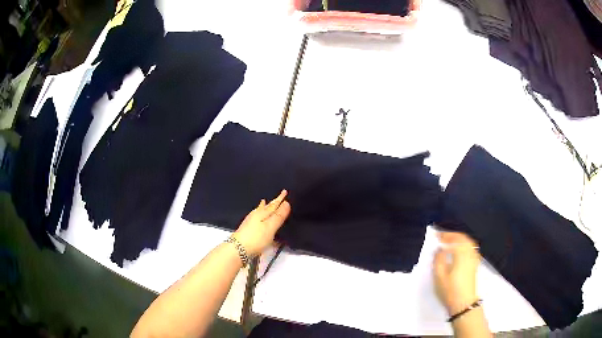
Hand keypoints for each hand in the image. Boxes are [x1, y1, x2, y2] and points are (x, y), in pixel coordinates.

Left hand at [233, 190, 290, 256]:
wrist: (238, 249)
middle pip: (266, 207)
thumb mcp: (270, 227)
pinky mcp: (247, 229)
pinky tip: (257, 217)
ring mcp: (250, 222)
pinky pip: (256, 217)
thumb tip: (286, 203)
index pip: (274, 205)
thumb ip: (278, 216)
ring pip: (259, 211)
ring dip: (264, 207)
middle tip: (278, 196)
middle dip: (273, 202)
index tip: (284, 191)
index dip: (280, 199)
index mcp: (262, 213)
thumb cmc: (256, 238)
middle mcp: (256, 215)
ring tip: (265, 202)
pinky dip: (259, 214)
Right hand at [433, 231, 480, 315]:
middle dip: (452, 235)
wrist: (463, 303)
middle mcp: (469, 253)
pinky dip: (465, 244)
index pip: (453, 239)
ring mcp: (474, 258)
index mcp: (460, 254)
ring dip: (459, 238)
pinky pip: (471, 247)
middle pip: (462, 238)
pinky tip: (461, 249)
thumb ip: (438, 260)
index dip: (444, 236)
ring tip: (450, 241)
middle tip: (442, 236)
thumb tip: (439, 249)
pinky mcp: (475, 264)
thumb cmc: (450, 290)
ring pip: (468, 242)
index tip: (436, 235)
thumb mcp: (439, 276)